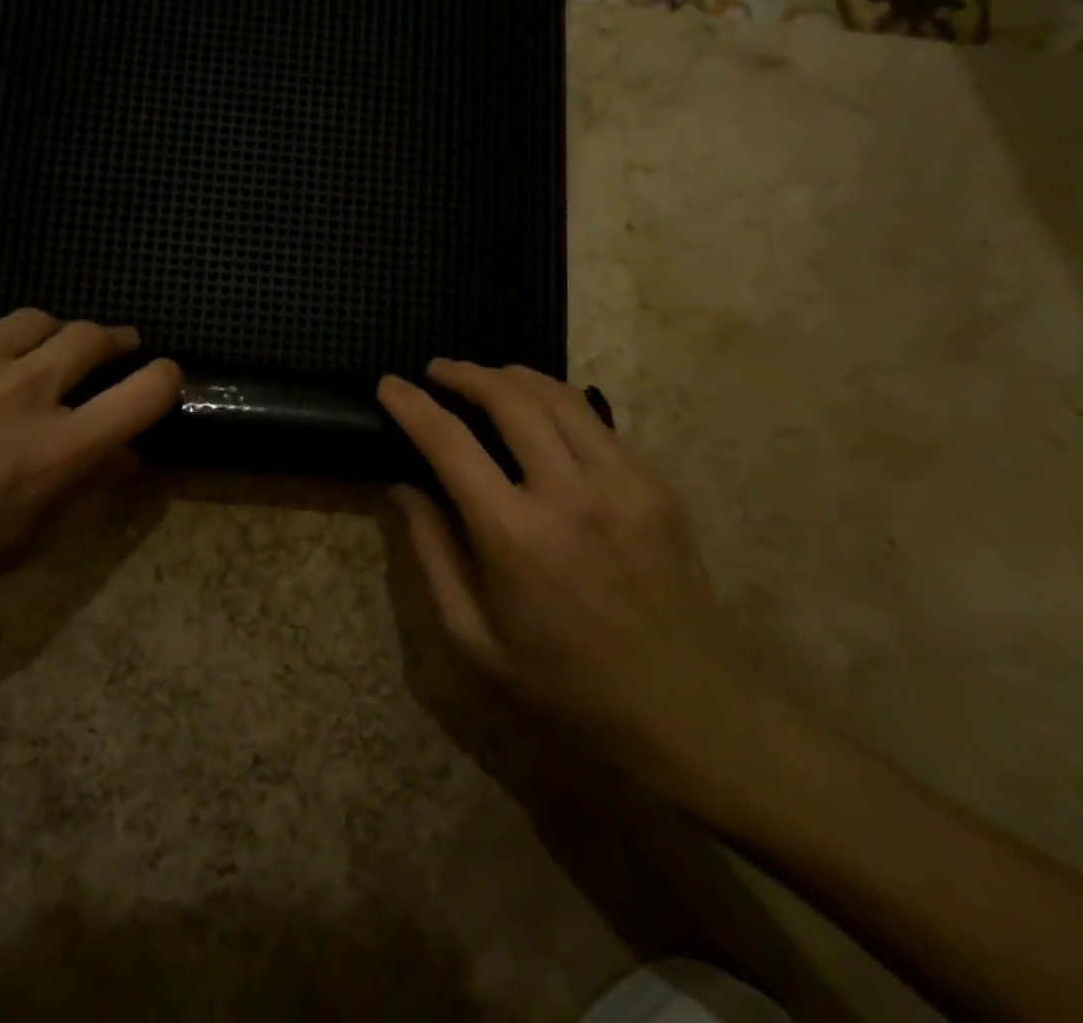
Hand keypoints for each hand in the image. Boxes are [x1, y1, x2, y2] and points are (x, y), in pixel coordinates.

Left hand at [0, 310, 180, 629]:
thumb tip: (123, 458)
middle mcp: (27, 391)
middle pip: (95, 337)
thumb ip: (79, 486)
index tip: (163, 379)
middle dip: (114, 343)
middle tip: (110, 353)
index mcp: (58, 449)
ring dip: (52, 336)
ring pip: (38, 320)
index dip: (166, 379)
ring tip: (38, 355)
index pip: (147, 392)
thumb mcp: (19, 538)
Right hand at [378, 360, 766, 795]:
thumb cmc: (568, 685)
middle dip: (465, 374)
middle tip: (438, 371)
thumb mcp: (476, 638)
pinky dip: (557, 402)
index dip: (412, 406)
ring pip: (558, 396)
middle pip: (509, 398)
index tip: (388, 384)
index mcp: (515, 536)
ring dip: (513, 376)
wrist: (693, 709)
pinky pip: (596, 422)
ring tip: (485, 376)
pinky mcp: (656, 484)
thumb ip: (433, 554)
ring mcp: (622, 482)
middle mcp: (569, 493)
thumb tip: (403, 487)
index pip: (450, 443)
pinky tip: (540, 412)